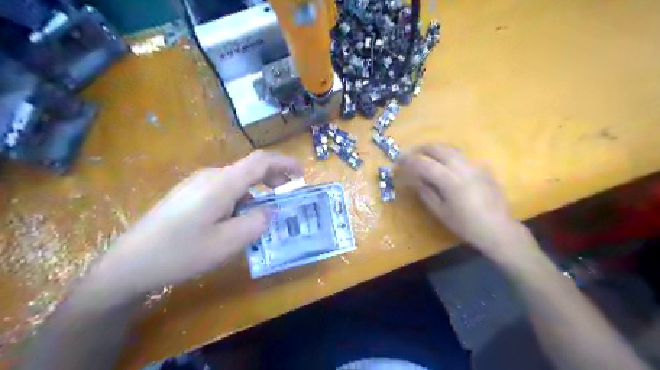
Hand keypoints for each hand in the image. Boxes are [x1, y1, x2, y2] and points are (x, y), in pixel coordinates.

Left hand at [86, 150, 304, 297]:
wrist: (129, 263)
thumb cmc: (182, 252)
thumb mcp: (228, 242)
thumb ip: (257, 223)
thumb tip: (269, 210)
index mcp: (223, 183)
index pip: (261, 161)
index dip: (284, 163)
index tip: (301, 174)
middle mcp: (211, 176)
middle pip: (249, 169)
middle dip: (273, 179)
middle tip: (286, 197)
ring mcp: (196, 183)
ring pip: (237, 181)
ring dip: (256, 192)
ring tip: (262, 215)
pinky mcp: (188, 194)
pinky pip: (223, 189)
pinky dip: (240, 198)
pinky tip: (236, 219)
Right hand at [397, 142, 535, 262]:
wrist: (498, 229)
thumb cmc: (466, 225)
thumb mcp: (441, 212)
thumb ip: (426, 192)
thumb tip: (414, 179)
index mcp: (450, 180)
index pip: (424, 163)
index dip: (409, 160)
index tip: (399, 161)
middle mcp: (463, 167)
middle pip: (439, 148)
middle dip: (422, 149)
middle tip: (412, 155)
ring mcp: (475, 166)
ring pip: (452, 149)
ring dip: (436, 151)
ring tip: (427, 159)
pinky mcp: (483, 169)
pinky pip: (462, 158)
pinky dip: (450, 159)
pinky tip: (449, 170)